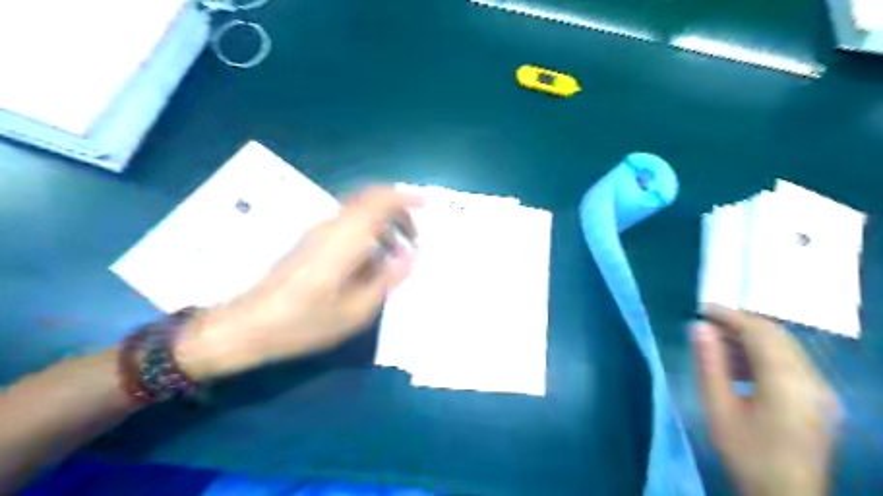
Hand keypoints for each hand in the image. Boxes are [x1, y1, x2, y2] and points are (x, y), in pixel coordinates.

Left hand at [175, 188, 419, 377]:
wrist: (248, 325)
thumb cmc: (304, 321)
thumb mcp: (356, 309)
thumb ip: (387, 279)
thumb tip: (409, 256)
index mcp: (344, 238)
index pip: (380, 199)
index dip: (407, 197)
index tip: (428, 205)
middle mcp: (331, 226)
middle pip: (371, 202)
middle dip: (399, 215)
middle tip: (415, 241)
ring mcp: (318, 233)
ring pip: (360, 215)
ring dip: (384, 227)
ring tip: (399, 256)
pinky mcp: (311, 243)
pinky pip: (348, 227)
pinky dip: (369, 236)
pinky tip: (373, 264)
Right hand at [690, 304, 839, 494]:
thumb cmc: (746, 453)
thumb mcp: (717, 408)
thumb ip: (709, 364)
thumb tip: (699, 327)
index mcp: (787, 383)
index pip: (760, 332)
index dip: (730, 316)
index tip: (702, 309)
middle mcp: (812, 381)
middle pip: (777, 335)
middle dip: (740, 323)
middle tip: (707, 324)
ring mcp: (821, 390)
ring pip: (786, 347)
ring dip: (751, 338)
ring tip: (718, 345)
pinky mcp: (821, 399)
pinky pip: (792, 362)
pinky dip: (764, 354)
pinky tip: (740, 366)